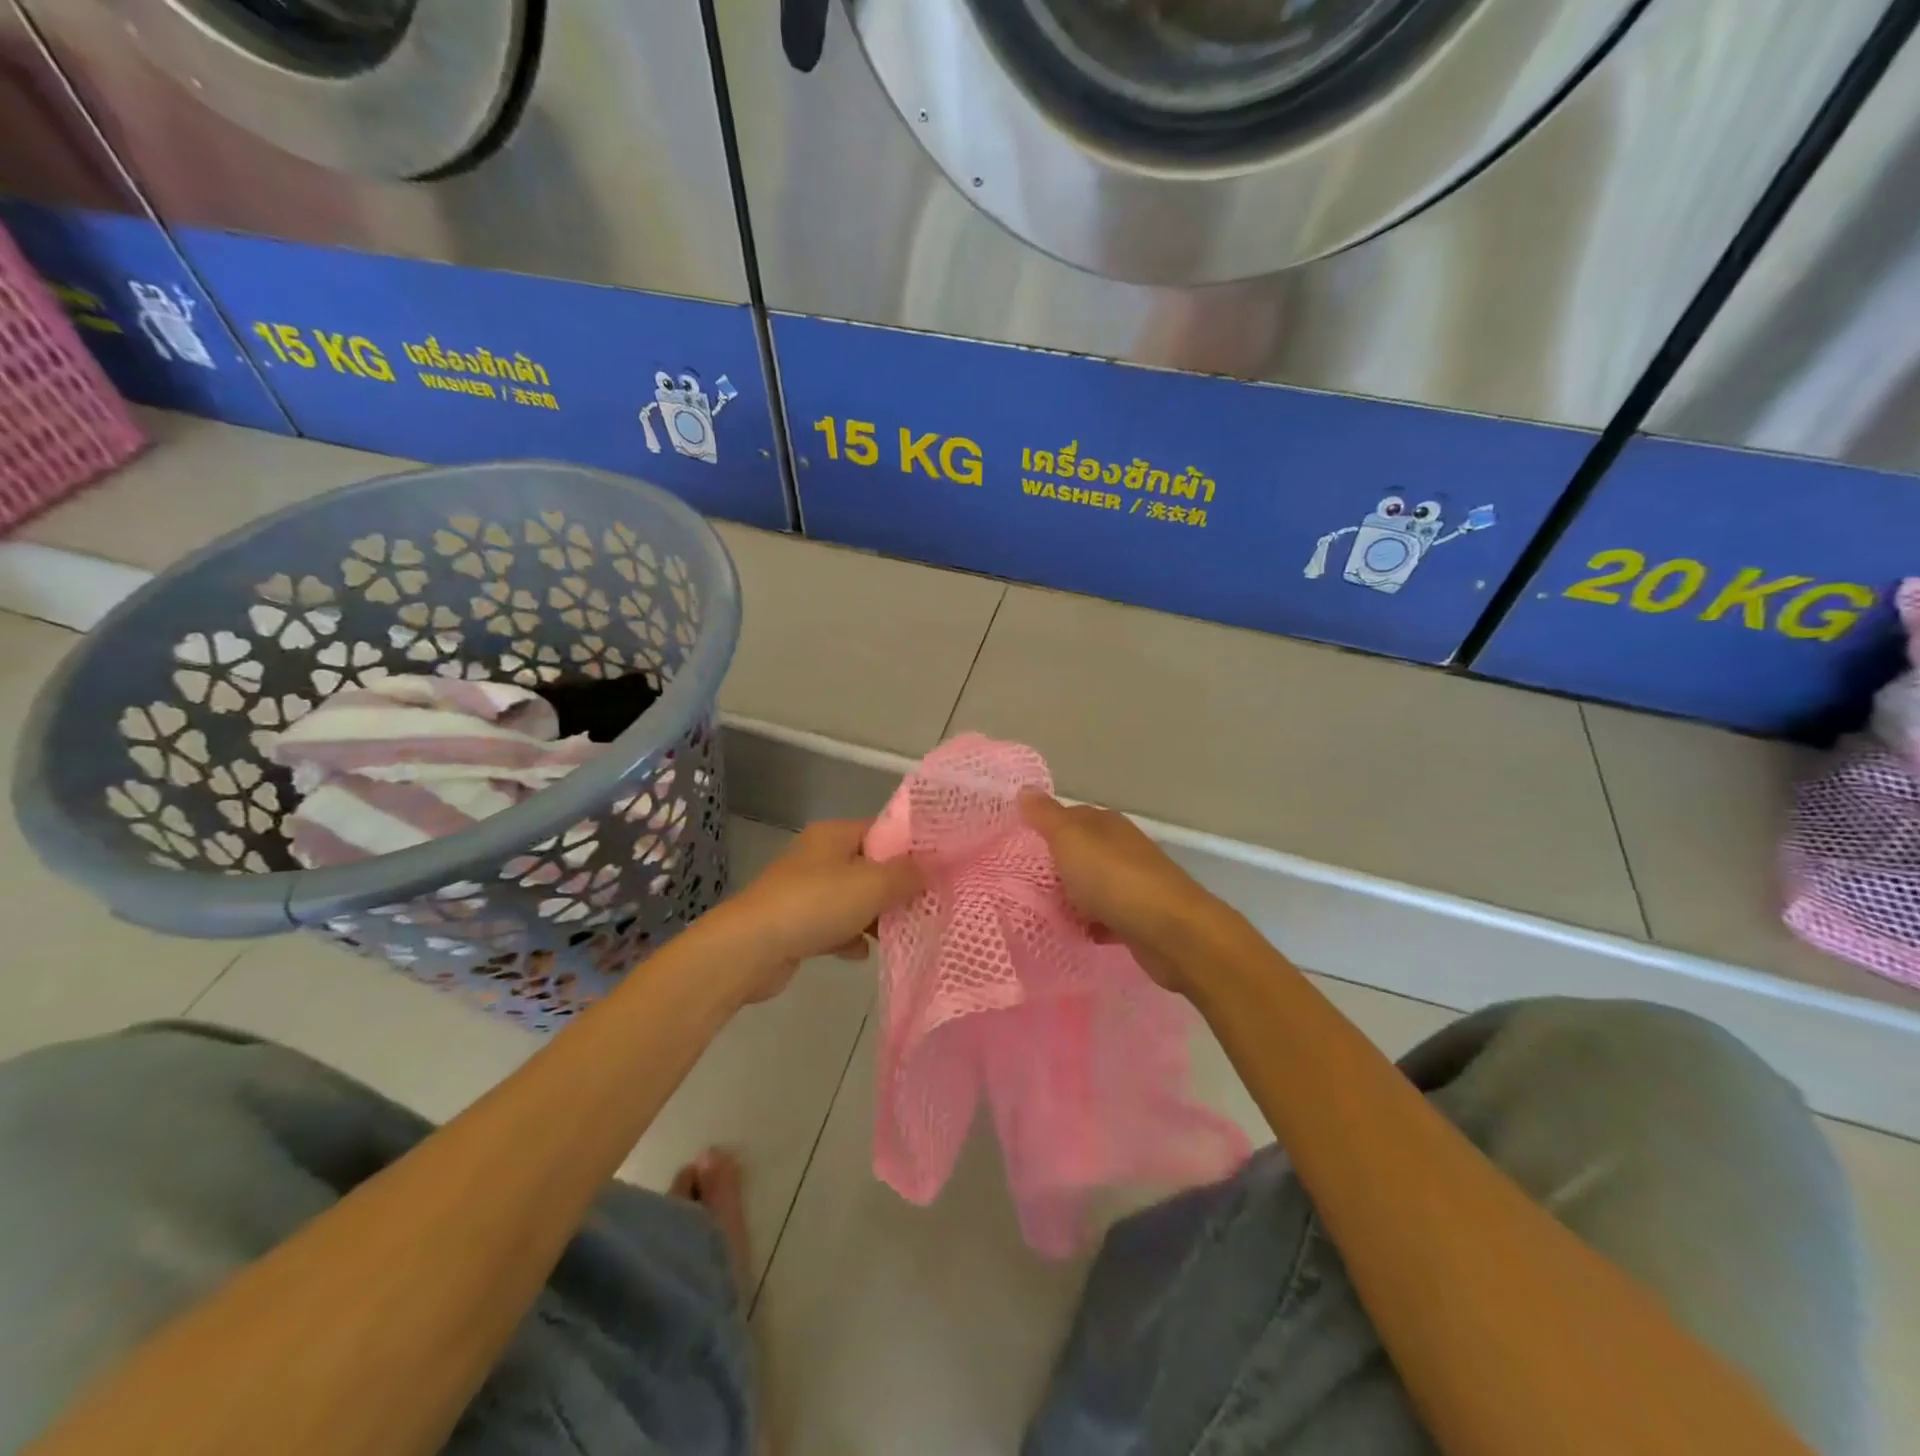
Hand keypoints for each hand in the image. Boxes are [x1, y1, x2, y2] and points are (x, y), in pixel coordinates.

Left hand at [705, 819, 921, 1001]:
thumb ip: (908, 874)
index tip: (938, 869)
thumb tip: (933, 866)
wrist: (750, 948)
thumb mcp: (873, 884)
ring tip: (903, 931)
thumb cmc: (816, 904)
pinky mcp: (795, 925)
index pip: (882, 830)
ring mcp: (804, 891)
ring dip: (875, 916)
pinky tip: (863, 953)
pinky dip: (849, 938)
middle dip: (896, 887)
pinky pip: (833, 927)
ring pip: (852, 899)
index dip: (911, 847)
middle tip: (927, 905)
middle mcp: (818, 857)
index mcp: (834, 835)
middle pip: (869, 867)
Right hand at [1018, 790, 1222, 993]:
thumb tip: (1025, 789)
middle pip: (1079, 853)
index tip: (1016, 846)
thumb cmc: (1114, 879)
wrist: (1172, 932)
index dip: (1043, 828)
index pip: (1069, 817)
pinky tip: (1075, 934)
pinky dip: (1090, 925)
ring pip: (1091, 886)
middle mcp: (1121, 848)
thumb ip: (1046, 817)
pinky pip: (1105, 917)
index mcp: (1105, 824)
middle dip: (1054, 867)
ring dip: (1071, 898)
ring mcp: (1133, 883)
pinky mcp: (1139, 918)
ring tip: (1041, 913)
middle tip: (1020, 884)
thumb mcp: (1070, 840)